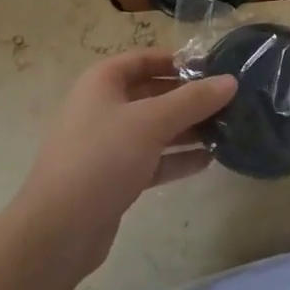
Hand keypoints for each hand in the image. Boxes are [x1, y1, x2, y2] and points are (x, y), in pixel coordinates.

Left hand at [15, 48, 236, 274]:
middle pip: (153, 93)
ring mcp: (108, 144)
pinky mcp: (115, 177)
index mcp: (103, 82)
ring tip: (228, 129)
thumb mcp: (151, 122)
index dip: (177, 60)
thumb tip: (231, 81)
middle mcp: (104, 107)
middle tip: (229, 101)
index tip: (214, 68)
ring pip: (155, 128)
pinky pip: (152, 158)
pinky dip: (177, 157)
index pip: (144, 58)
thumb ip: (193, 100)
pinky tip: (209, 159)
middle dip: (189, 97)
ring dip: (188, 128)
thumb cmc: (102, 158)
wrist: (58, 230)